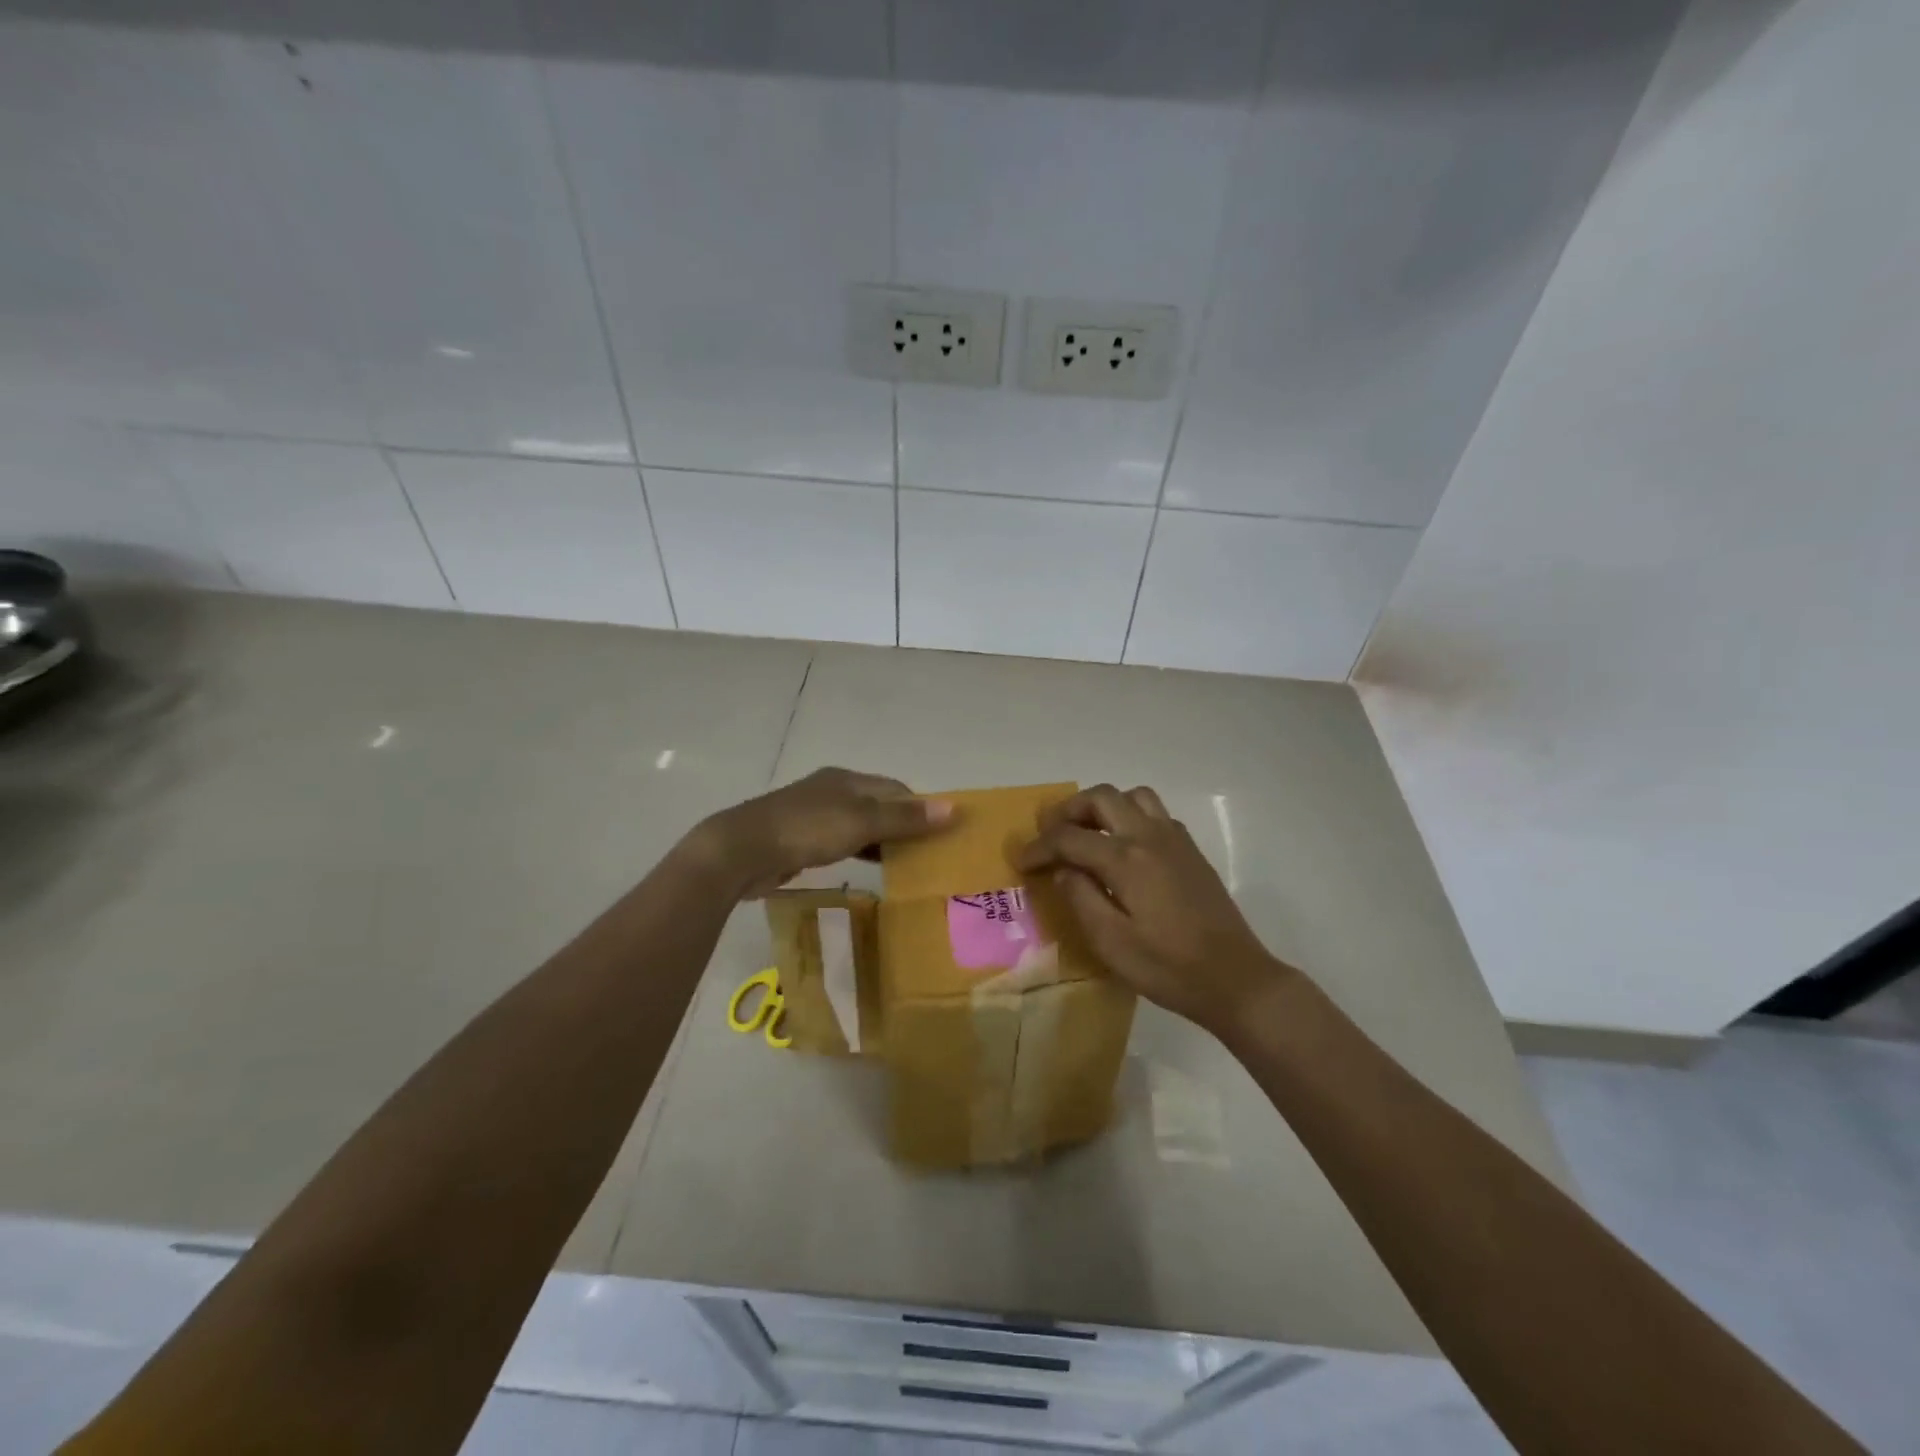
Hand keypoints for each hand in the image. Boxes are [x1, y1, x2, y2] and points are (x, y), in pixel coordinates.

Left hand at [695, 767, 954, 897]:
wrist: (742, 850)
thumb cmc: (807, 830)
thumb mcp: (861, 822)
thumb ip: (905, 817)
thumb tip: (953, 808)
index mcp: (847, 779)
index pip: (895, 788)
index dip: (920, 807)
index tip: (941, 833)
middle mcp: (831, 790)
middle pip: (877, 804)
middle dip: (902, 824)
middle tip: (927, 853)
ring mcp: (811, 814)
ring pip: (857, 824)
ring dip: (880, 840)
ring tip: (903, 864)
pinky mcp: (797, 839)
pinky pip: (838, 841)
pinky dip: (857, 850)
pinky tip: (864, 867)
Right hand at [1016, 785, 1289, 1035]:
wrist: (1234, 979)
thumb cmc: (1167, 967)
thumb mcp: (1111, 942)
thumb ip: (1080, 897)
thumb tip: (1062, 869)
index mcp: (1126, 858)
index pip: (1070, 837)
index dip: (1040, 847)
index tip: (1021, 861)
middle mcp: (1150, 836)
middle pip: (1101, 798)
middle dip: (1068, 810)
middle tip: (1049, 835)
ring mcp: (1175, 840)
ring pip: (1132, 797)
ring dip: (1103, 807)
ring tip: (1086, 833)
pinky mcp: (1190, 851)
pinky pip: (1154, 813)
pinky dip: (1130, 817)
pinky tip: (1124, 849)